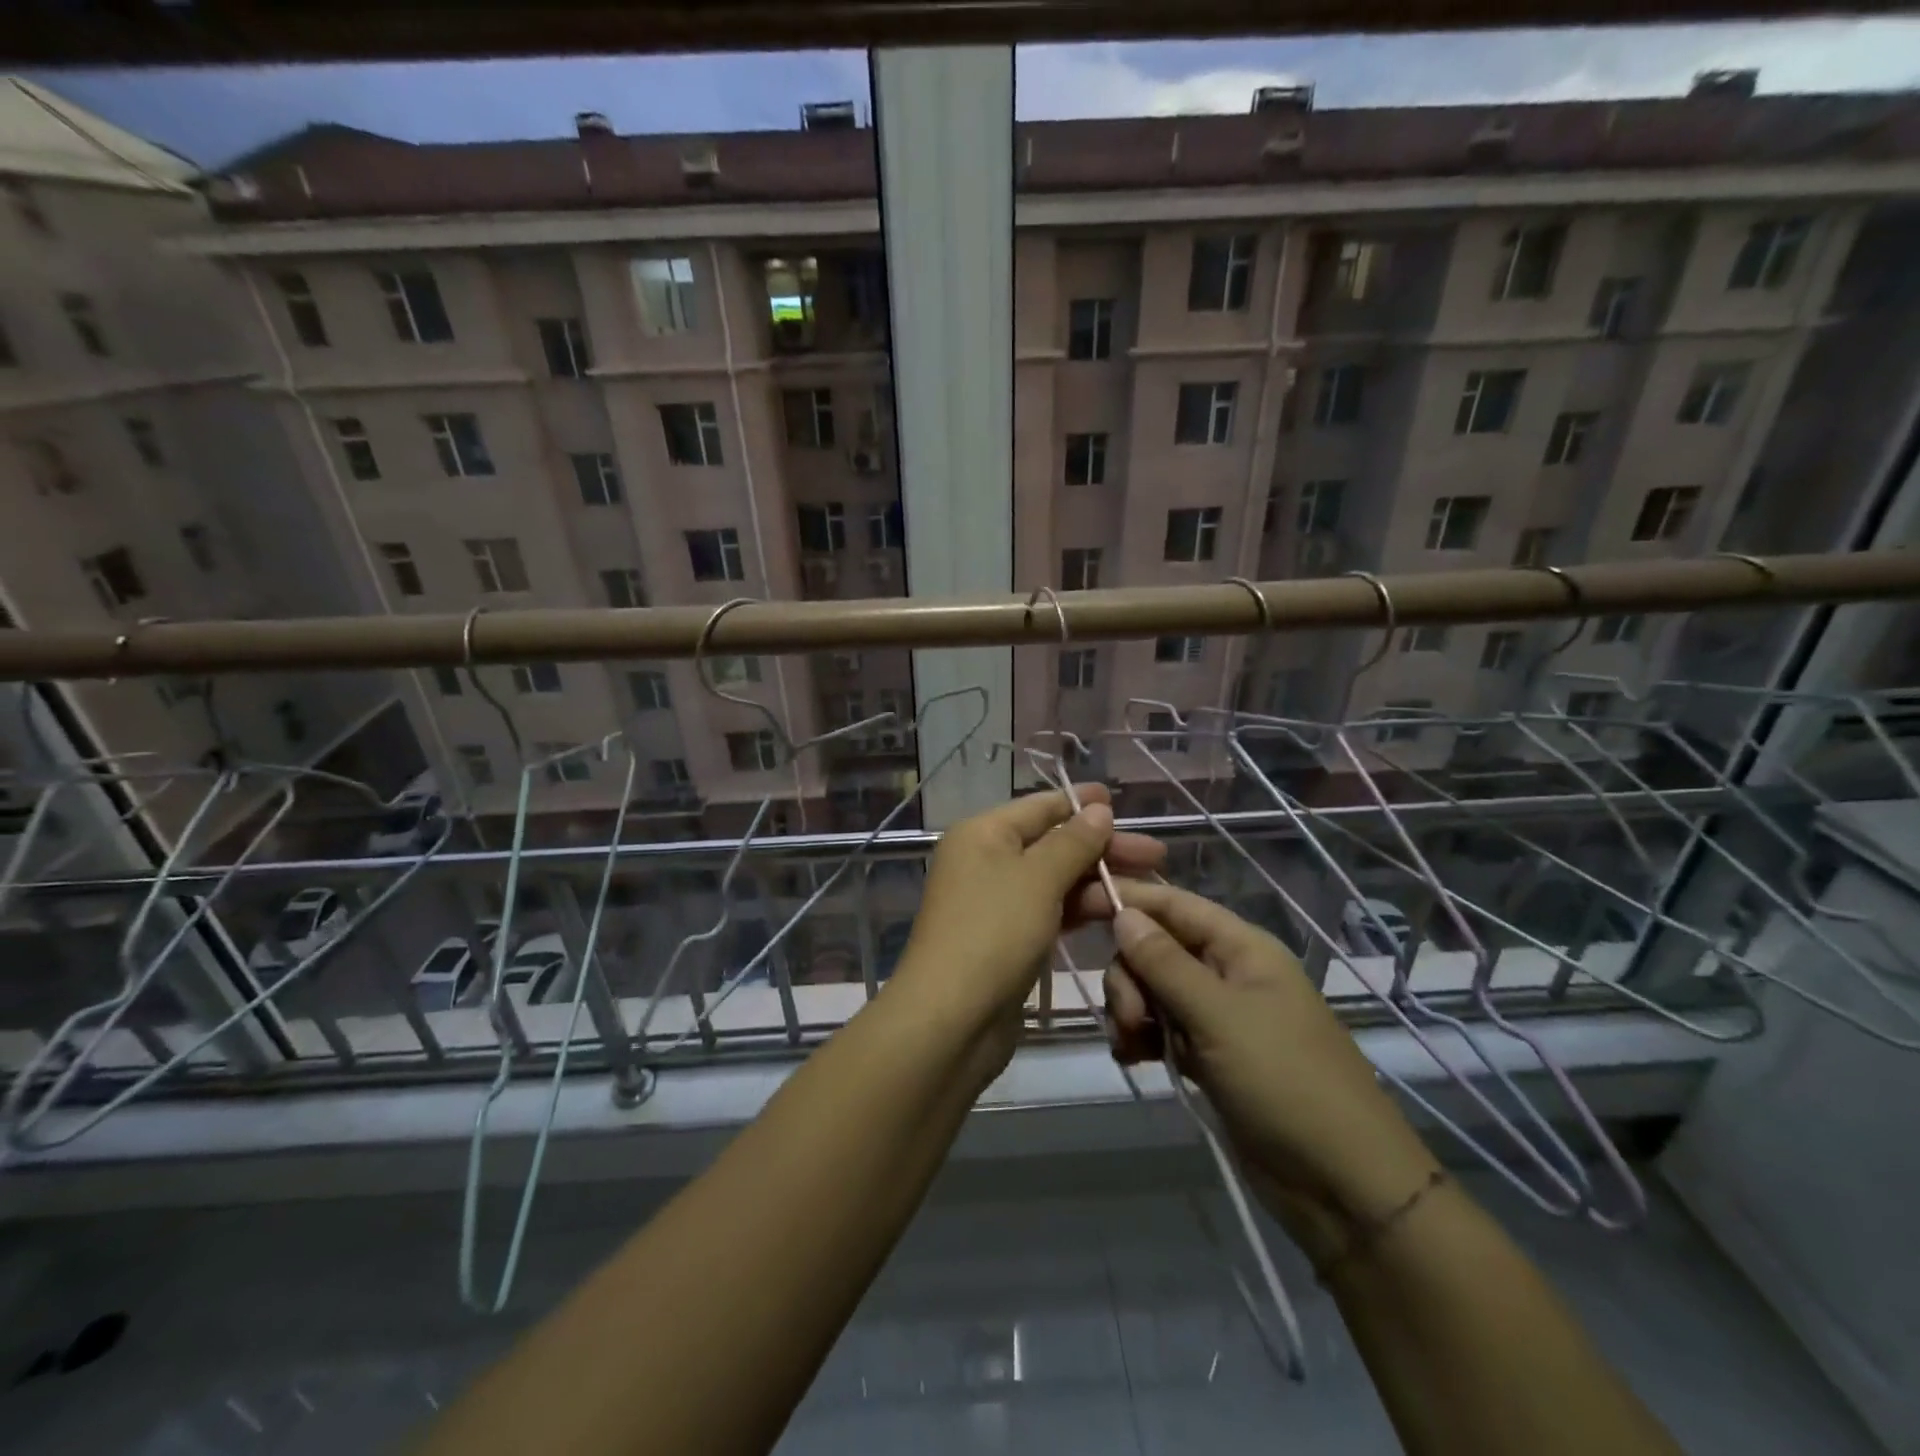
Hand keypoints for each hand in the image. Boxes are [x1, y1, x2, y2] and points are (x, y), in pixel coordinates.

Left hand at [891, 785, 1164, 1052]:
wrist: (952, 1019)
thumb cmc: (994, 932)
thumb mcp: (1038, 878)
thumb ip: (1073, 842)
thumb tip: (1098, 808)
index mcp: (983, 834)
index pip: (1039, 807)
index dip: (1081, 803)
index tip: (1121, 802)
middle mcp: (986, 861)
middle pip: (1052, 844)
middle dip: (1102, 847)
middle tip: (1156, 854)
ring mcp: (997, 902)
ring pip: (1055, 880)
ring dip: (1099, 881)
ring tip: (1152, 886)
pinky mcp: (1009, 939)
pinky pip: (1050, 911)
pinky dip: (1081, 909)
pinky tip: (1120, 912)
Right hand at [1083, 879, 1437, 1229]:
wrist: (1341, 1186)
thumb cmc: (1285, 1082)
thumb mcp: (1219, 1016)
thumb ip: (1165, 962)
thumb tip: (1123, 913)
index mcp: (1242, 948)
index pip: (1175, 904)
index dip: (1128, 900)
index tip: (1078, 906)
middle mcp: (1228, 973)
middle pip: (1156, 949)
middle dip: (1130, 976)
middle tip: (1127, 1018)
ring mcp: (1219, 1017)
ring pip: (1153, 990)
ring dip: (1131, 1010)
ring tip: (1130, 1046)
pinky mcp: (1210, 1056)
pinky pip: (1161, 1029)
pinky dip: (1141, 1038)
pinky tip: (1131, 1058)